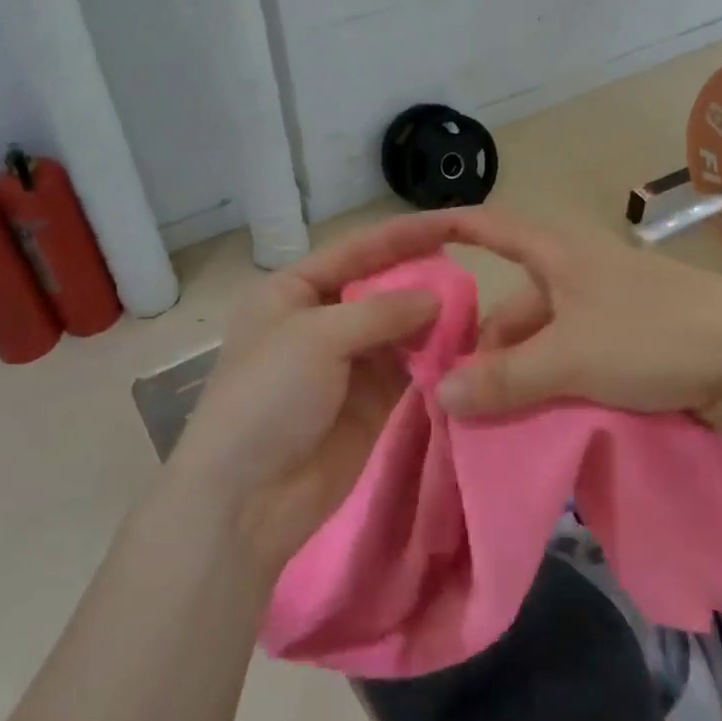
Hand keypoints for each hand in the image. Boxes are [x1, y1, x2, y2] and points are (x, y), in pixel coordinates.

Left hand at [169, 216, 456, 574]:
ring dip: (432, 319)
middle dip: (421, 278)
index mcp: (292, 291)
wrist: (247, 499)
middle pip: (380, 287)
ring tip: (474, 307)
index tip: (453, 221)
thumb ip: (381, 311)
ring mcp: (347, 363)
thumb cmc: (268, 397)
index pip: (356, 251)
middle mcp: (321, 320)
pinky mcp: (371, 401)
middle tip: (470, 271)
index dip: (403, 234)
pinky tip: (463, 345)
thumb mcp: (317, 338)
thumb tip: (436, 297)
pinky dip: (433, 356)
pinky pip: (408, 368)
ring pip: (399, 328)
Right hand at [429, 210, 721, 439]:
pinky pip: (577, 350)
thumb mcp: (570, 358)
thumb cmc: (653, 337)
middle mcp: (580, 269)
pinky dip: (556, 376)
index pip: (491, 227)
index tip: (410, 242)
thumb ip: (505, 378)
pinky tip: (548, 409)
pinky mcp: (635, 334)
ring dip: (523, 367)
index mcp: (560, 253)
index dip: (449, 228)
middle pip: (516, 299)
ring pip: (547, 332)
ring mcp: (610, 303)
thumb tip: (441, 394)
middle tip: (466, 392)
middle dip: (488, 342)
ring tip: (504, 412)